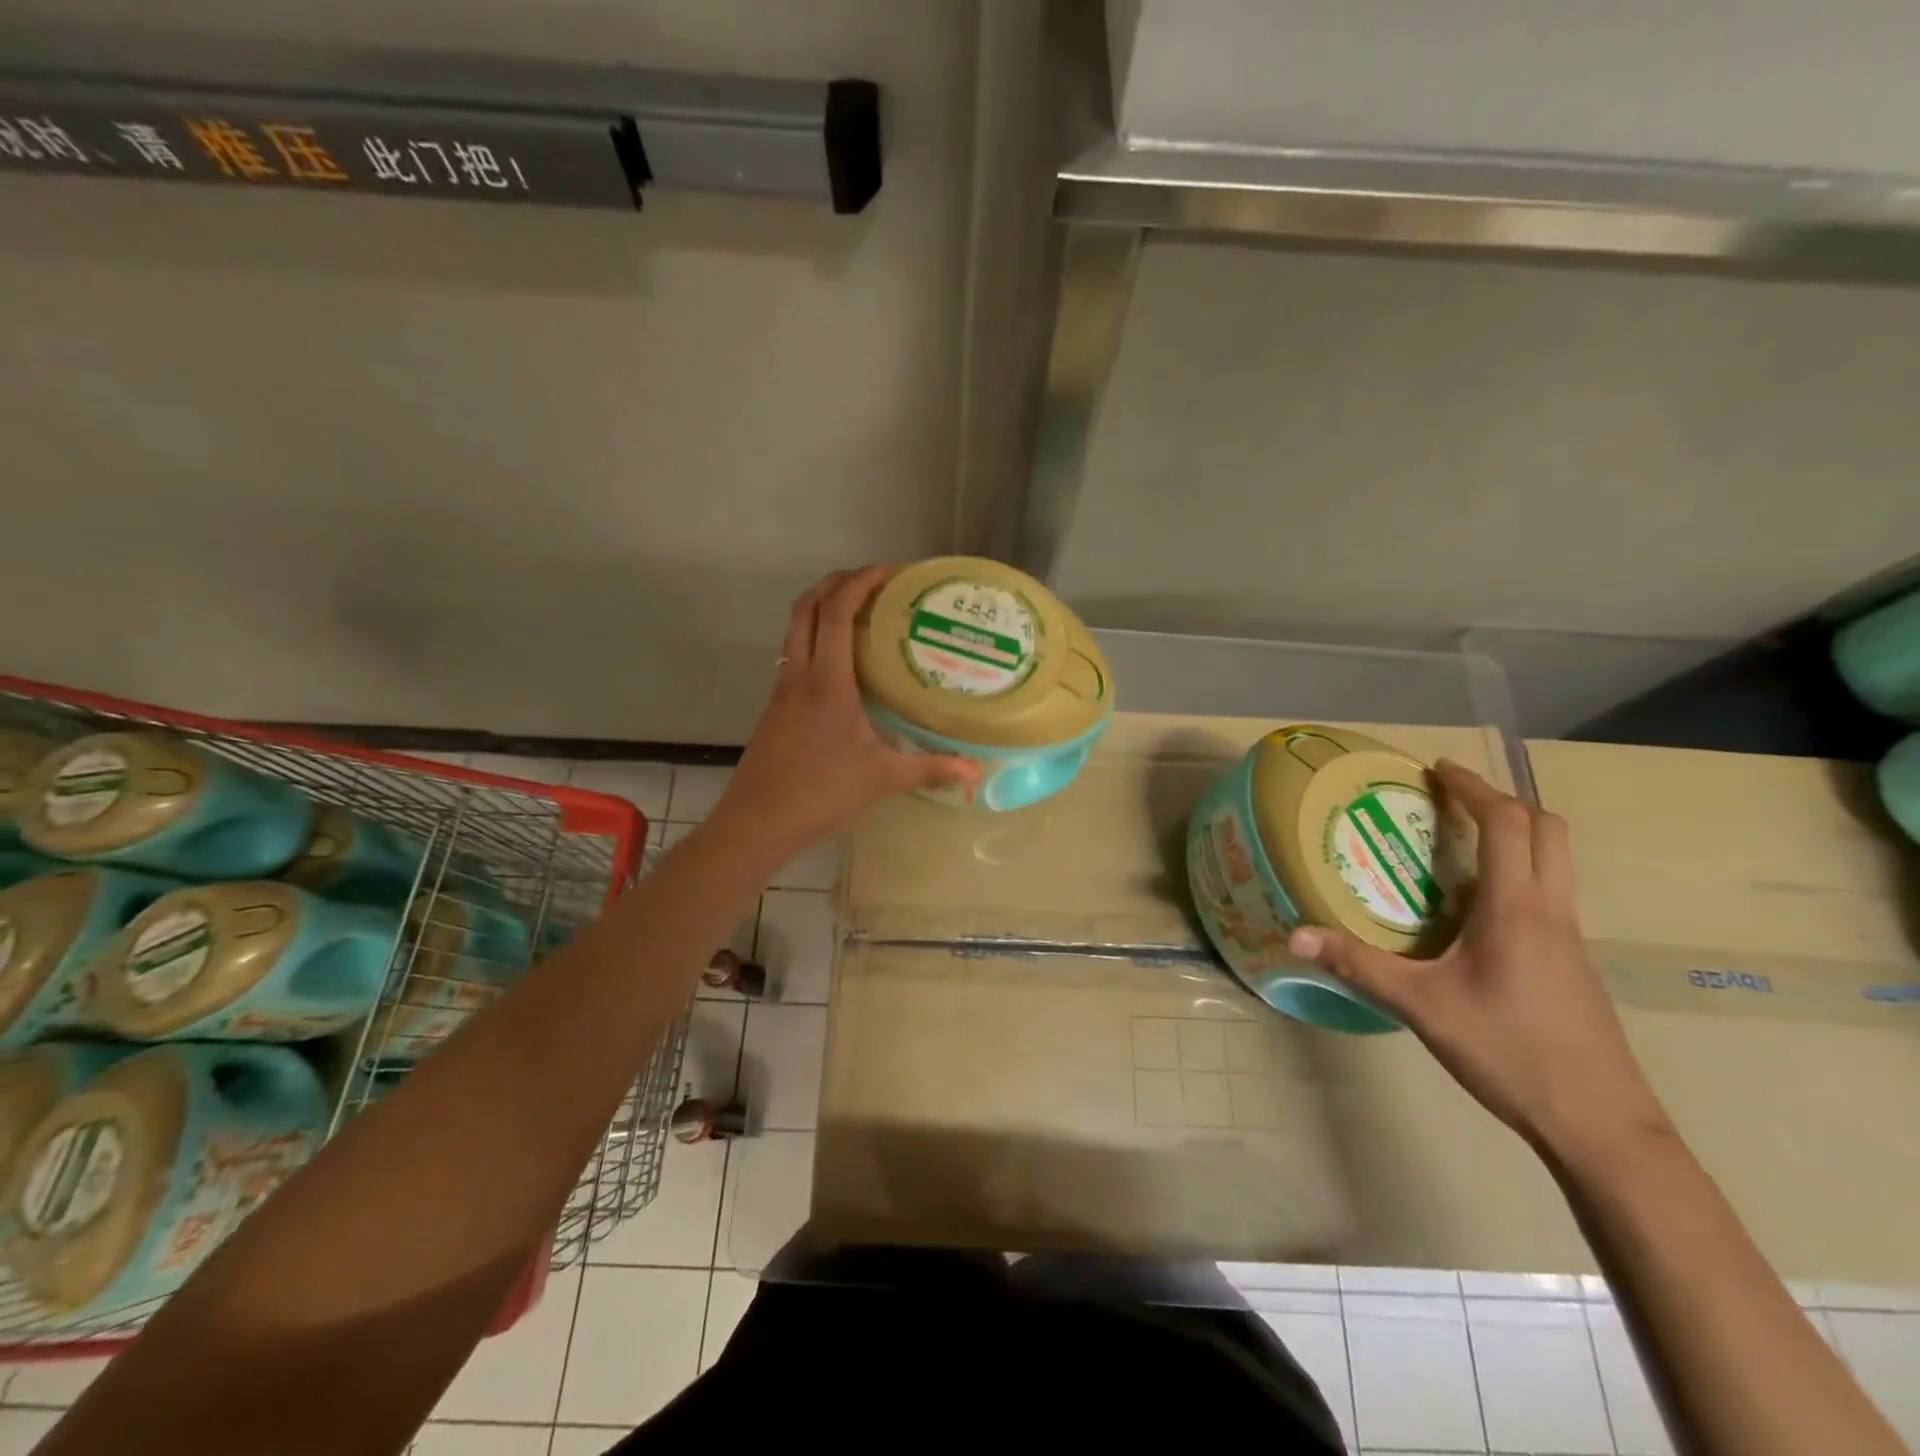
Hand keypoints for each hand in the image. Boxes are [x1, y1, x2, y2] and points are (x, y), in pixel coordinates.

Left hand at [711, 566, 979, 857]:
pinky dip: (816, 641)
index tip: (890, 570)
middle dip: (836, 582)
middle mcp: (799, 675)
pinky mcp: (775, 709)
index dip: (861, 581)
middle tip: (873, 581)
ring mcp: (781, 691)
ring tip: (861, 615)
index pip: (837, 611)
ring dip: (822, 609)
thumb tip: (976, 772)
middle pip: (806, 607)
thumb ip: (931, 768)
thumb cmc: (821, 794)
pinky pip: (795, 656)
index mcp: (827, 681)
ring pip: (795, 630)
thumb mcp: (883, 779)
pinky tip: (842, 668)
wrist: (757, 822)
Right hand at [1288, 761, 1671, 1152]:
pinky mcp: (1575, 964)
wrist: (1601, 1126)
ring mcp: (1572, 939)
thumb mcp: (1423, 1007)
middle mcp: (1552, 912)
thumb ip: (1358, 966)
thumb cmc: (1511, 1053)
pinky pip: (1550, 892)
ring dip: (1515, 834)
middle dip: (1501, 801)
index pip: (1507, 824)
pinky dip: (1518, 871)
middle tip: (1451, 798)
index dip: (1474, 788)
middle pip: (1546, 830)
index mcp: (1517, 909)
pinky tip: (1477, 906)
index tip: (1438, 770)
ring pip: (1556, 861)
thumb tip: (1295, 936)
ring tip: (1459, 840)